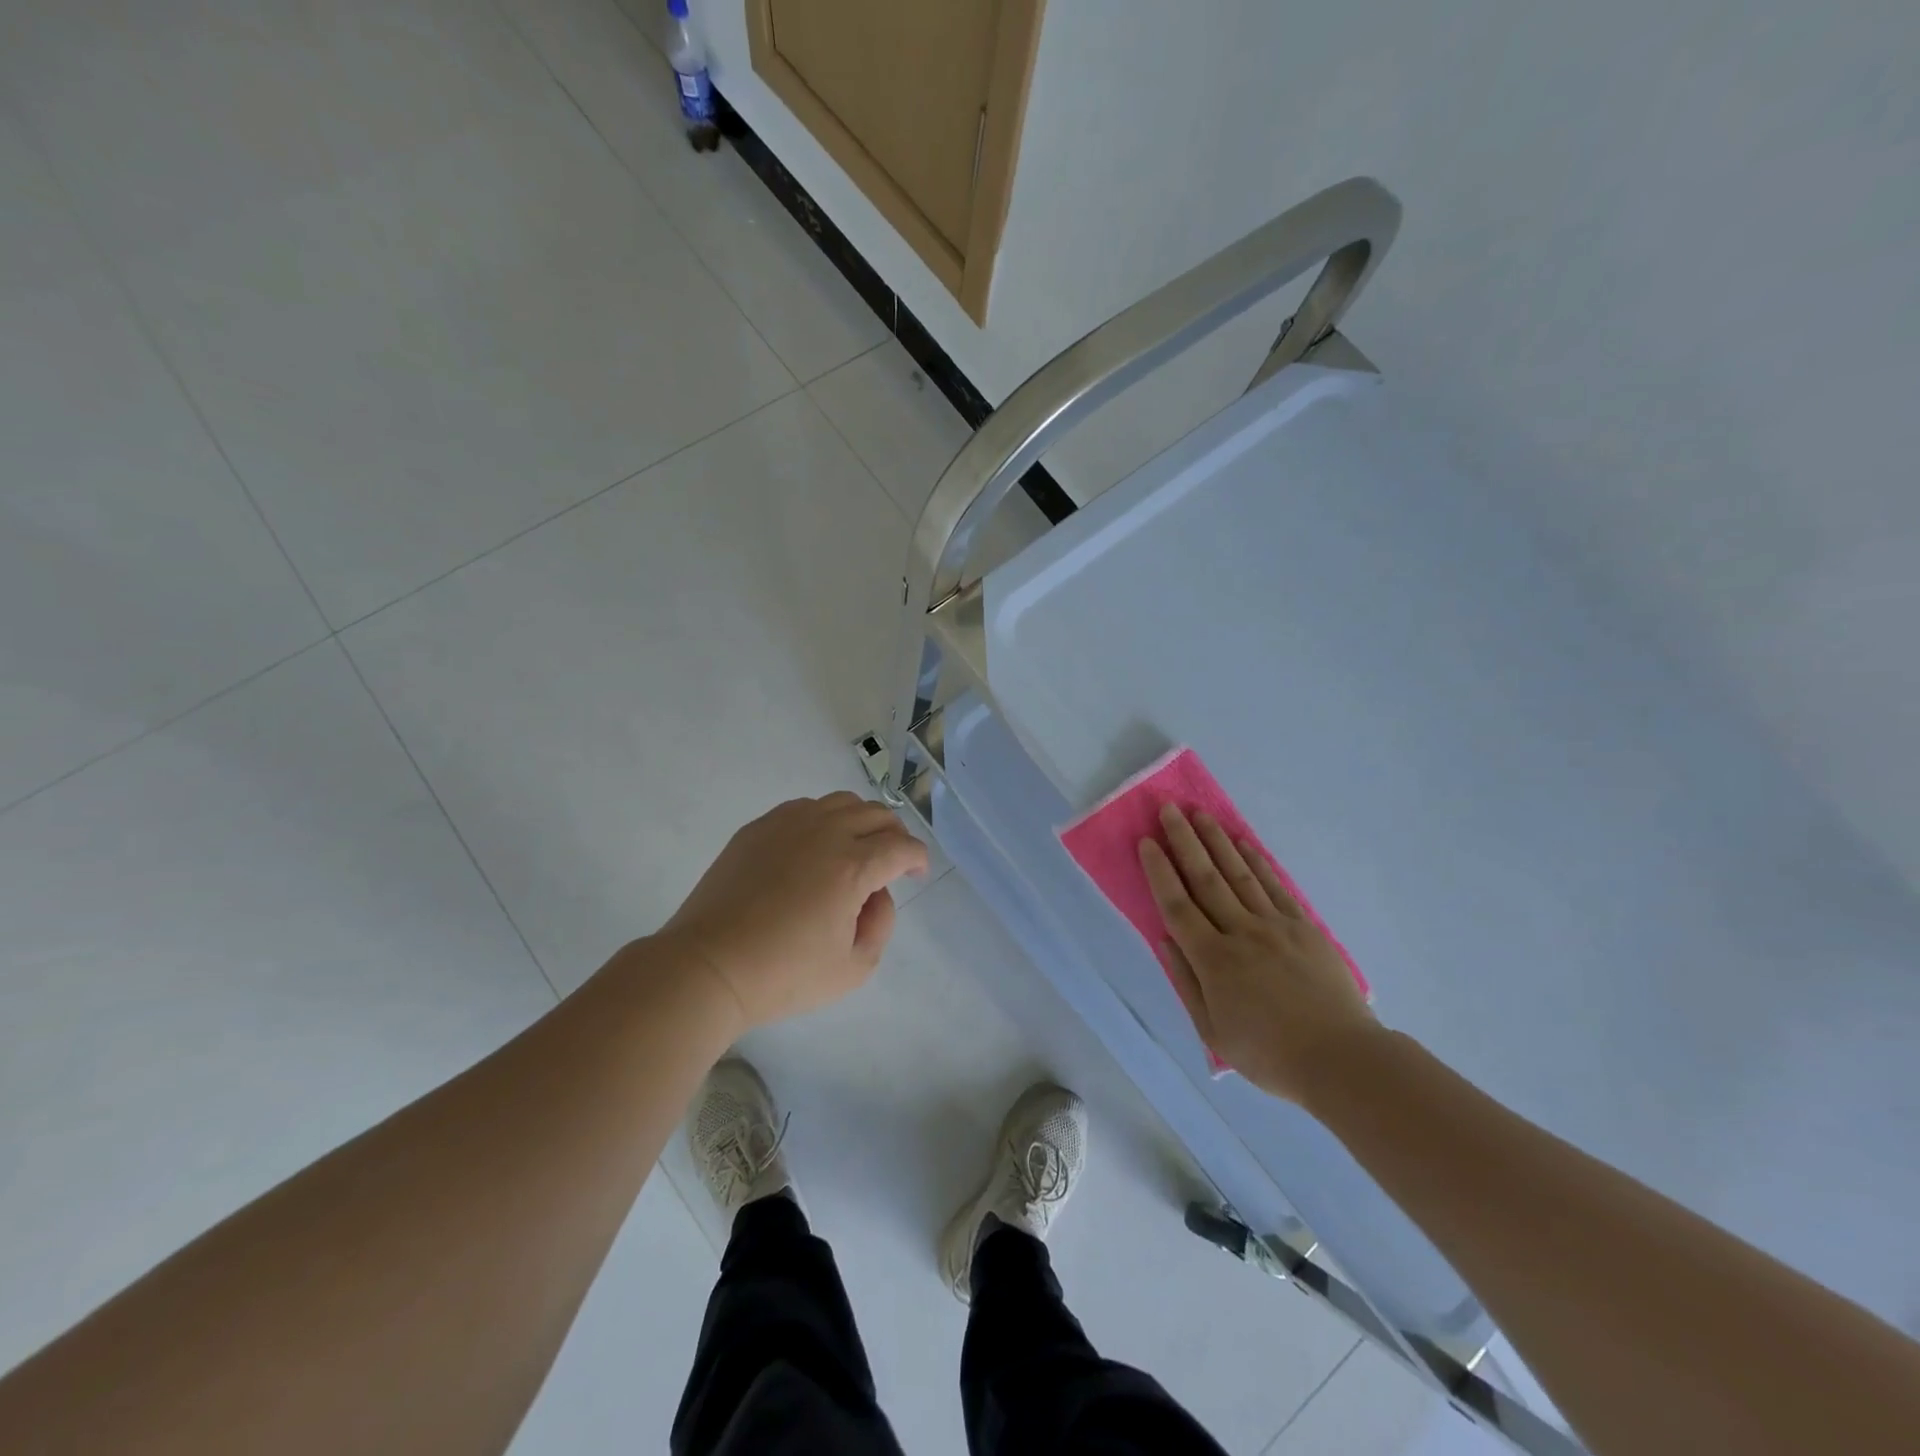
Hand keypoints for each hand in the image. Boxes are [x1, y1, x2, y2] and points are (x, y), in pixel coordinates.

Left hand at [659, 792, 928, 1029]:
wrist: (708, 966)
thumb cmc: (783, 975)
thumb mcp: (853, 969)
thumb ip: (881, 925)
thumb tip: (877, 894)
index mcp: (853, 866)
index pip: (902, 847)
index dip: (918, 858)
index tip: (916, 874)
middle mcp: (825, 833)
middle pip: (877, 814)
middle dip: (895, 835)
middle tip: (892, 861)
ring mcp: (788, 825)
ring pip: (841, 802)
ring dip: (861, 820)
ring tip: (856, 848)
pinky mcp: (758, 828)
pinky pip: (804, 807)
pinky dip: (823, 819)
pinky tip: (815, 847)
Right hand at [1139, 804, 1378, 1102]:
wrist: (1341, 1059)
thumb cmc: (1269, 1054)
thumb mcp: (1213, 1031)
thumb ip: (1186, 982)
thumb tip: (1165, 940)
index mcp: (1213, 960)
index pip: (1177, 905)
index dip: (1159, 872)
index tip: (1147, 842)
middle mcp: (1241, 932)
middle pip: (1206, 879)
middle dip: (1184, 841)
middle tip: (1169, 809)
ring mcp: (1275, 926)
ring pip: (1239, 874)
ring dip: (1217, 841)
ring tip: (1200, 814)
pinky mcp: (1304, 927)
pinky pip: (1275, 886)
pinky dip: (1257, 861)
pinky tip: (1244, 843)